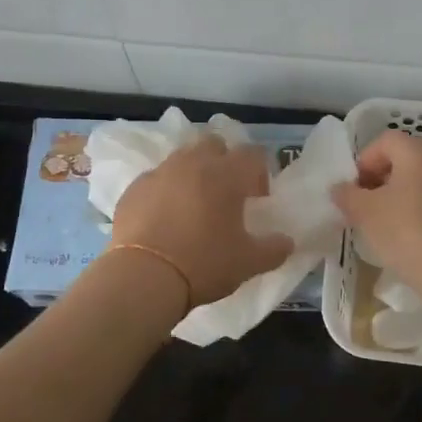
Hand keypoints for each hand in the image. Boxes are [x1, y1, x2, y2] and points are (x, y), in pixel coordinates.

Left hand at [110, 137, 294, 306]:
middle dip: (223, 162)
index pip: (252, 154)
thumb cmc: (203, 264)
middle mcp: (194, 163)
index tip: (257, 198)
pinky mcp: (134, 188)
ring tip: (193, 205)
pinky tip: (163, 218)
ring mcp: (160, 172)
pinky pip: (156, 179)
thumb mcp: (249, 263)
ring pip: (182, 158)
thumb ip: (274, 249)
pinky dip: (164, 190)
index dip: (259, 172)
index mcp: (227, 174)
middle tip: (225, 194)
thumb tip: (288, 242)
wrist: (142, 277)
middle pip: (214, 145)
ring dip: (193, 173)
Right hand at [330, 131, 421, 293]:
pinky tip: (412, 237)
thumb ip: (347, 195)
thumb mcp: (365, 213)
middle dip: (381, 179)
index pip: (384, 141)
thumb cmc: (408, 232)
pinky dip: (421, 210)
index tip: (354, 191)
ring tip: (387, 225)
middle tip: (366, 208)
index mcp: (418, 150)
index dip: (364, 162)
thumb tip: (340, 188)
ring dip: (401, 196)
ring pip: (421, 180)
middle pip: (404, 158)